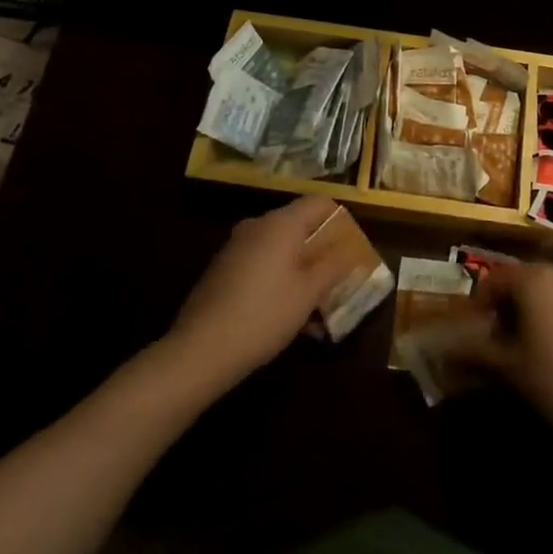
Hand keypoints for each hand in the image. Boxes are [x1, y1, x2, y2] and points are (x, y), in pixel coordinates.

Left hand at [166, 196, 343, 392]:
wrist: (199, 350)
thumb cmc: (264, 315)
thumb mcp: (308, 293)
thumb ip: (334, 266)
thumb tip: (353, 250)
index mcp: (281, 223)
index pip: (320, 203)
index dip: (341, 220)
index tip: (352, 249)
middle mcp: (257, 225)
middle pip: (300, 225)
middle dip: (321, 251)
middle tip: (338, 280)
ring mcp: (236, 246)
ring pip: (280, 248)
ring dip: (301, 270)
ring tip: (315, 307)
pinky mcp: (222, 269)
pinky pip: (261, 263)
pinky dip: (279, 279)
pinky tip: (285, 314)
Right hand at [463, 262, 552, 464]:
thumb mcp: (508, 368)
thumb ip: (474, 351)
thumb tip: (445, 350)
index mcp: (535, 279)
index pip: (496, 278)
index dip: (480, 301)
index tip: (474, 329)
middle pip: (524, 281)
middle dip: (507, 305)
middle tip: (496, 340)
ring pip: (550, 291)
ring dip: (533, 311)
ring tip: (525, 348)